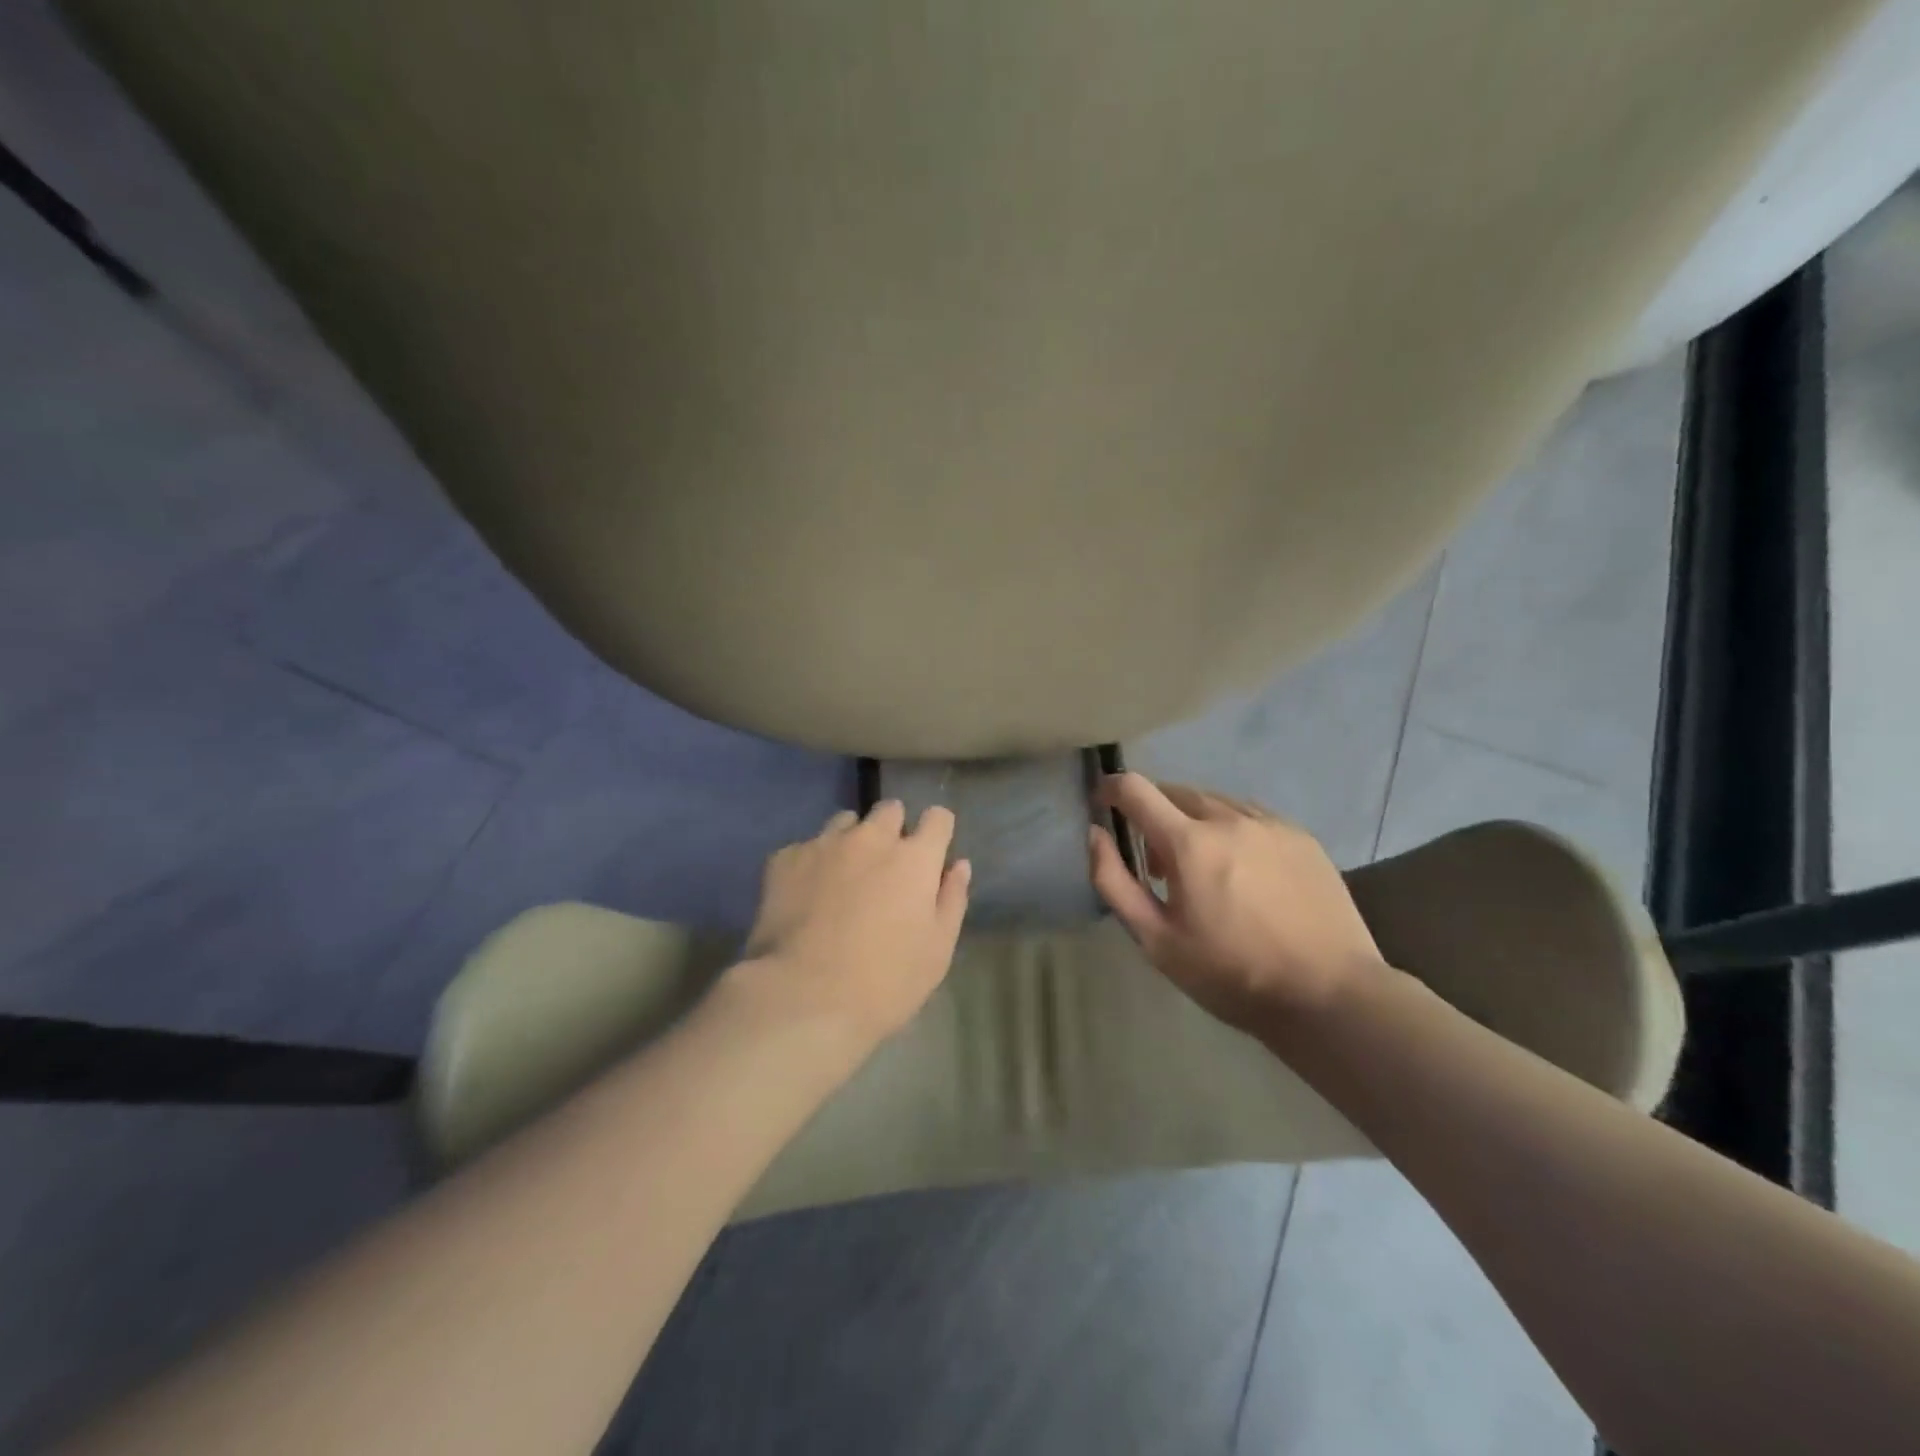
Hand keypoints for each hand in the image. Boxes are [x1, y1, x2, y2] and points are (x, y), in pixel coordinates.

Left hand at [733, 800, 971, 1045]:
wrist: (802, 998)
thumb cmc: (884, 982)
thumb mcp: (937, 951)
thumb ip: (951, 900)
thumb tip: (958, 865)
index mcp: (914, 859)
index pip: (938, 818)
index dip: (937, 831)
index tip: (931, 853)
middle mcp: (871, 838)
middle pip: (889, 809)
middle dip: (893, 829)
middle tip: (887, 867)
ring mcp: (824, 844)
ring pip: (845, 822)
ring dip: (852, 839)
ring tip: (843, 876)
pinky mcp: (784, 859)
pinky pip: (806, 847)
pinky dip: (812, 863)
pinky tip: (805, 896)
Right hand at [1088, 773, 1385, 1028]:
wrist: (1329, 994)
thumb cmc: (1231, 973)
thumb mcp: (1156, 940)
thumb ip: (1114, 881)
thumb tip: (1094, 834)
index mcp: (1189, 843)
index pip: (1136, 789)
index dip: (1111, 788)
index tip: (1102, 801)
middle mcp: (1229, 818)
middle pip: (1175, 791)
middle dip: (1153, 813)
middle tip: (1156, 862)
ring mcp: (1270, 824)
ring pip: (1214, 802)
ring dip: (1192, 820)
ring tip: (1200, 867)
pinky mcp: (1301, 836)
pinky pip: (1250, 815)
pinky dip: (1230, 828)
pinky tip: (1241, 869)